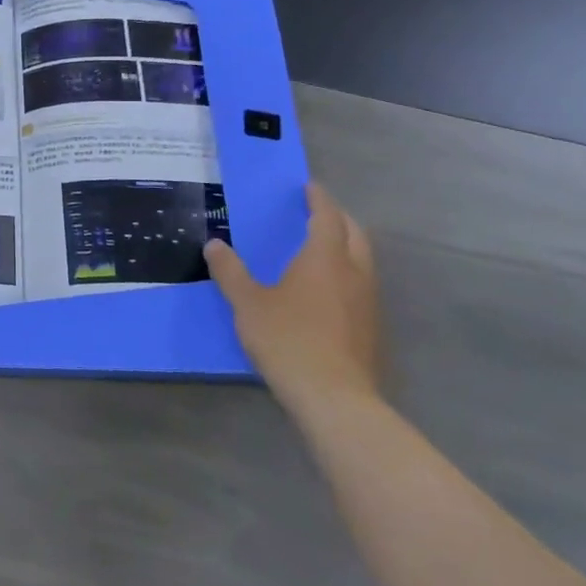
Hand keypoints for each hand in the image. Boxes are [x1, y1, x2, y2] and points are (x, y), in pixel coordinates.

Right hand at [204, 183, 381, 413]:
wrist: (335, 398)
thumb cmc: (289, 340)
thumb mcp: (248, 304)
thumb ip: (230, 272)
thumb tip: (214, 244)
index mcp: (325, 258)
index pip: (327, 216)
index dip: (319, 199)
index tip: (308, 187)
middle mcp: (353, 272)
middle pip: (354, 233)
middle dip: (338, 219)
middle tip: (317, 213)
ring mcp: (368, 302)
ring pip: (363, 261)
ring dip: (346, 247)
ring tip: (322, 250)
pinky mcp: (371, 328)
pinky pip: (362, 286)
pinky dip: (347, 275)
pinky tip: (328, 292)